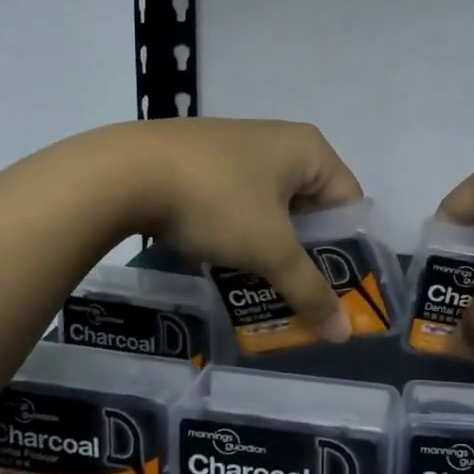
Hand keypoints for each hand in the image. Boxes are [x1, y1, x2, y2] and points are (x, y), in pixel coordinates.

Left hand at [131, 118, 364, 341]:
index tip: (338, 292)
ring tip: (264, 287)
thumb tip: (343, 334)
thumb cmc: (216, 201)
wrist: (124, 172)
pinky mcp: (205, 159)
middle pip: (312, 205)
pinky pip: (241, 200)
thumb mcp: (268, 249)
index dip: (348, 250)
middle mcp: (279, 140)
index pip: (349, 202)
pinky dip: (243, 232)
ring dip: (273, 247)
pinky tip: (227, 261)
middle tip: (301, 295)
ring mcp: (239, 146)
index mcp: (308, 149)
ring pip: (273, 206)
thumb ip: (309, 290)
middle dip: (307, 253)